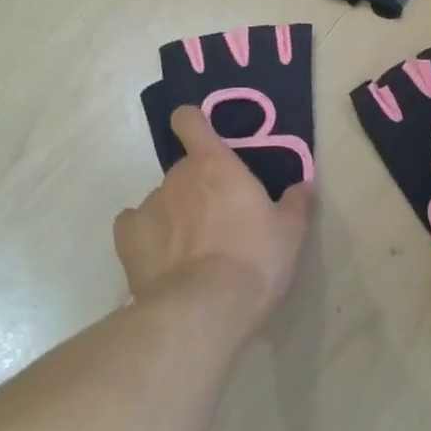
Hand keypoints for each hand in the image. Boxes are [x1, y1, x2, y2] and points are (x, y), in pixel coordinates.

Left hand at [114, 106, 312, 322]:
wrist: (203, 309)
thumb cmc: (254, 260)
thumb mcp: (290, 233)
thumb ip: (297, 203)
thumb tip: (304, 186)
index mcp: (215, 164)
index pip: (190, 121)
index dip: (193, 124)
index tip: (203, 138)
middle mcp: (177, 176)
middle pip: (185, 170)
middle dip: (199, 188)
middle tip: (220, 221)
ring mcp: (148, 206)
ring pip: (163, 200)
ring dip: (176, 215)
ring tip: (193, 253)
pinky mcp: (127, 239)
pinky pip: (136, 226)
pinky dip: (148, 236)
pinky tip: (163, 259)